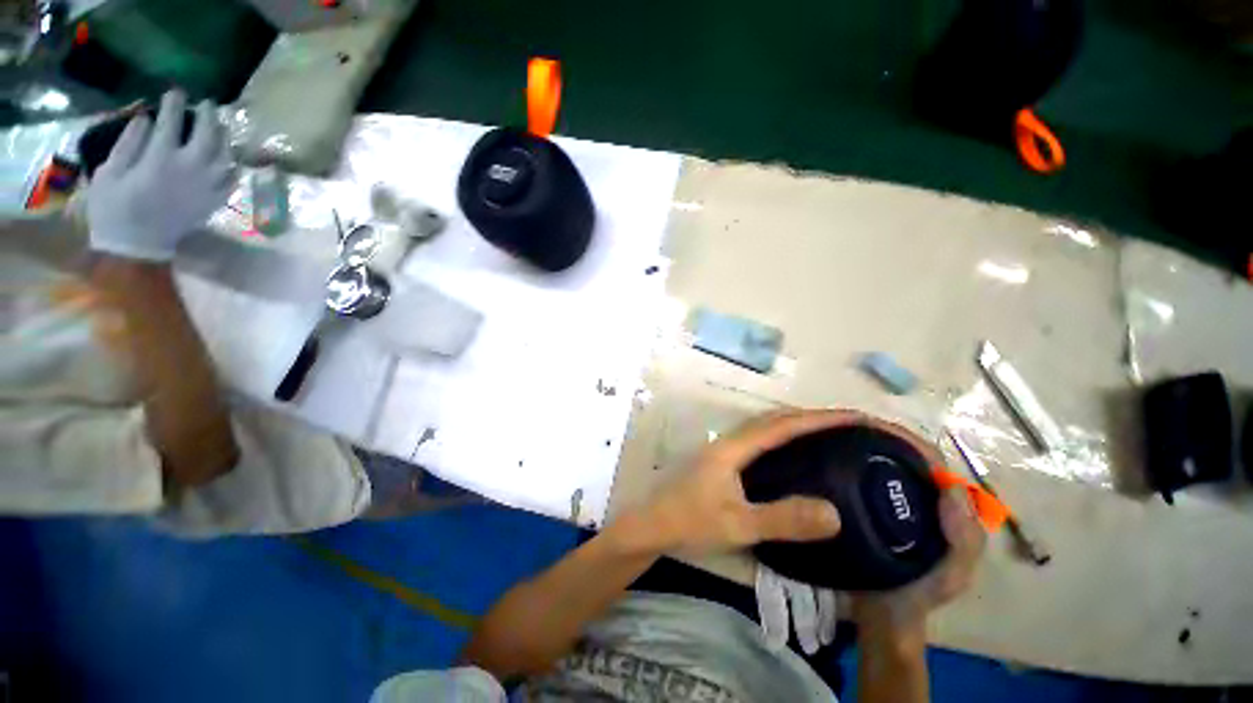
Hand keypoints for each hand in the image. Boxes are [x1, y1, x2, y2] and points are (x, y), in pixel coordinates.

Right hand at [88, 90, 233, 261]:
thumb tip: (145, 118)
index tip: (175, 91)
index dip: (174, 104)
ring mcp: (206, 187)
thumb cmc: (114, 209)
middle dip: (208, 116)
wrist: (137, 247)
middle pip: (208, 136)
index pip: (173, 123)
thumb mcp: (109, 172)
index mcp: (161, 159)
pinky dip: (232, 166)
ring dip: (224, 138)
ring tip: (220, 126)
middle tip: (207, 104)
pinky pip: (232, 181)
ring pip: (225, 157)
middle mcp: (190, 170)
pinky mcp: (213, 203)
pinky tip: (229, 159)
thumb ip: (129, 143)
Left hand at [639, 409, 854, 554]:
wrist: (652, 525)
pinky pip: (758, 440)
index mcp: (735, 447)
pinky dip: (782, 438)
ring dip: (796, 424)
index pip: (783, 425)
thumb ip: (782, 520)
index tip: (854, 416)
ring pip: (765, 427)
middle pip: (775, 418)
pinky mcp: (722, 460)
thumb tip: (835, 513)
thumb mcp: (738, 525)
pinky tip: (791, 454)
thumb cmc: (690, 522)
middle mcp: (730, 440)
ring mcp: (724, 448)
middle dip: (812, 416)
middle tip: (848, 424)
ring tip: (828, 433)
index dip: (820, 419)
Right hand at [851, 418, 986, 638]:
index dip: (913, 445)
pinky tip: (829, 460)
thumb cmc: (919, 594)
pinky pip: (858, 479)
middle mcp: (917, 497)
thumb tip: (951, 486)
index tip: (879, 432)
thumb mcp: (952, 574)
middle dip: (880, 441)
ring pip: (877, 465)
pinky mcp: (862, 505)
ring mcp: (887, 500)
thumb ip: (964, 539)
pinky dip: (848, 466)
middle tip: (846, 430)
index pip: (931, 464)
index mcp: (943, 507)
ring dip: (860, 450)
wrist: (878, 615)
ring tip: (833, 438)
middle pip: (901, 458)